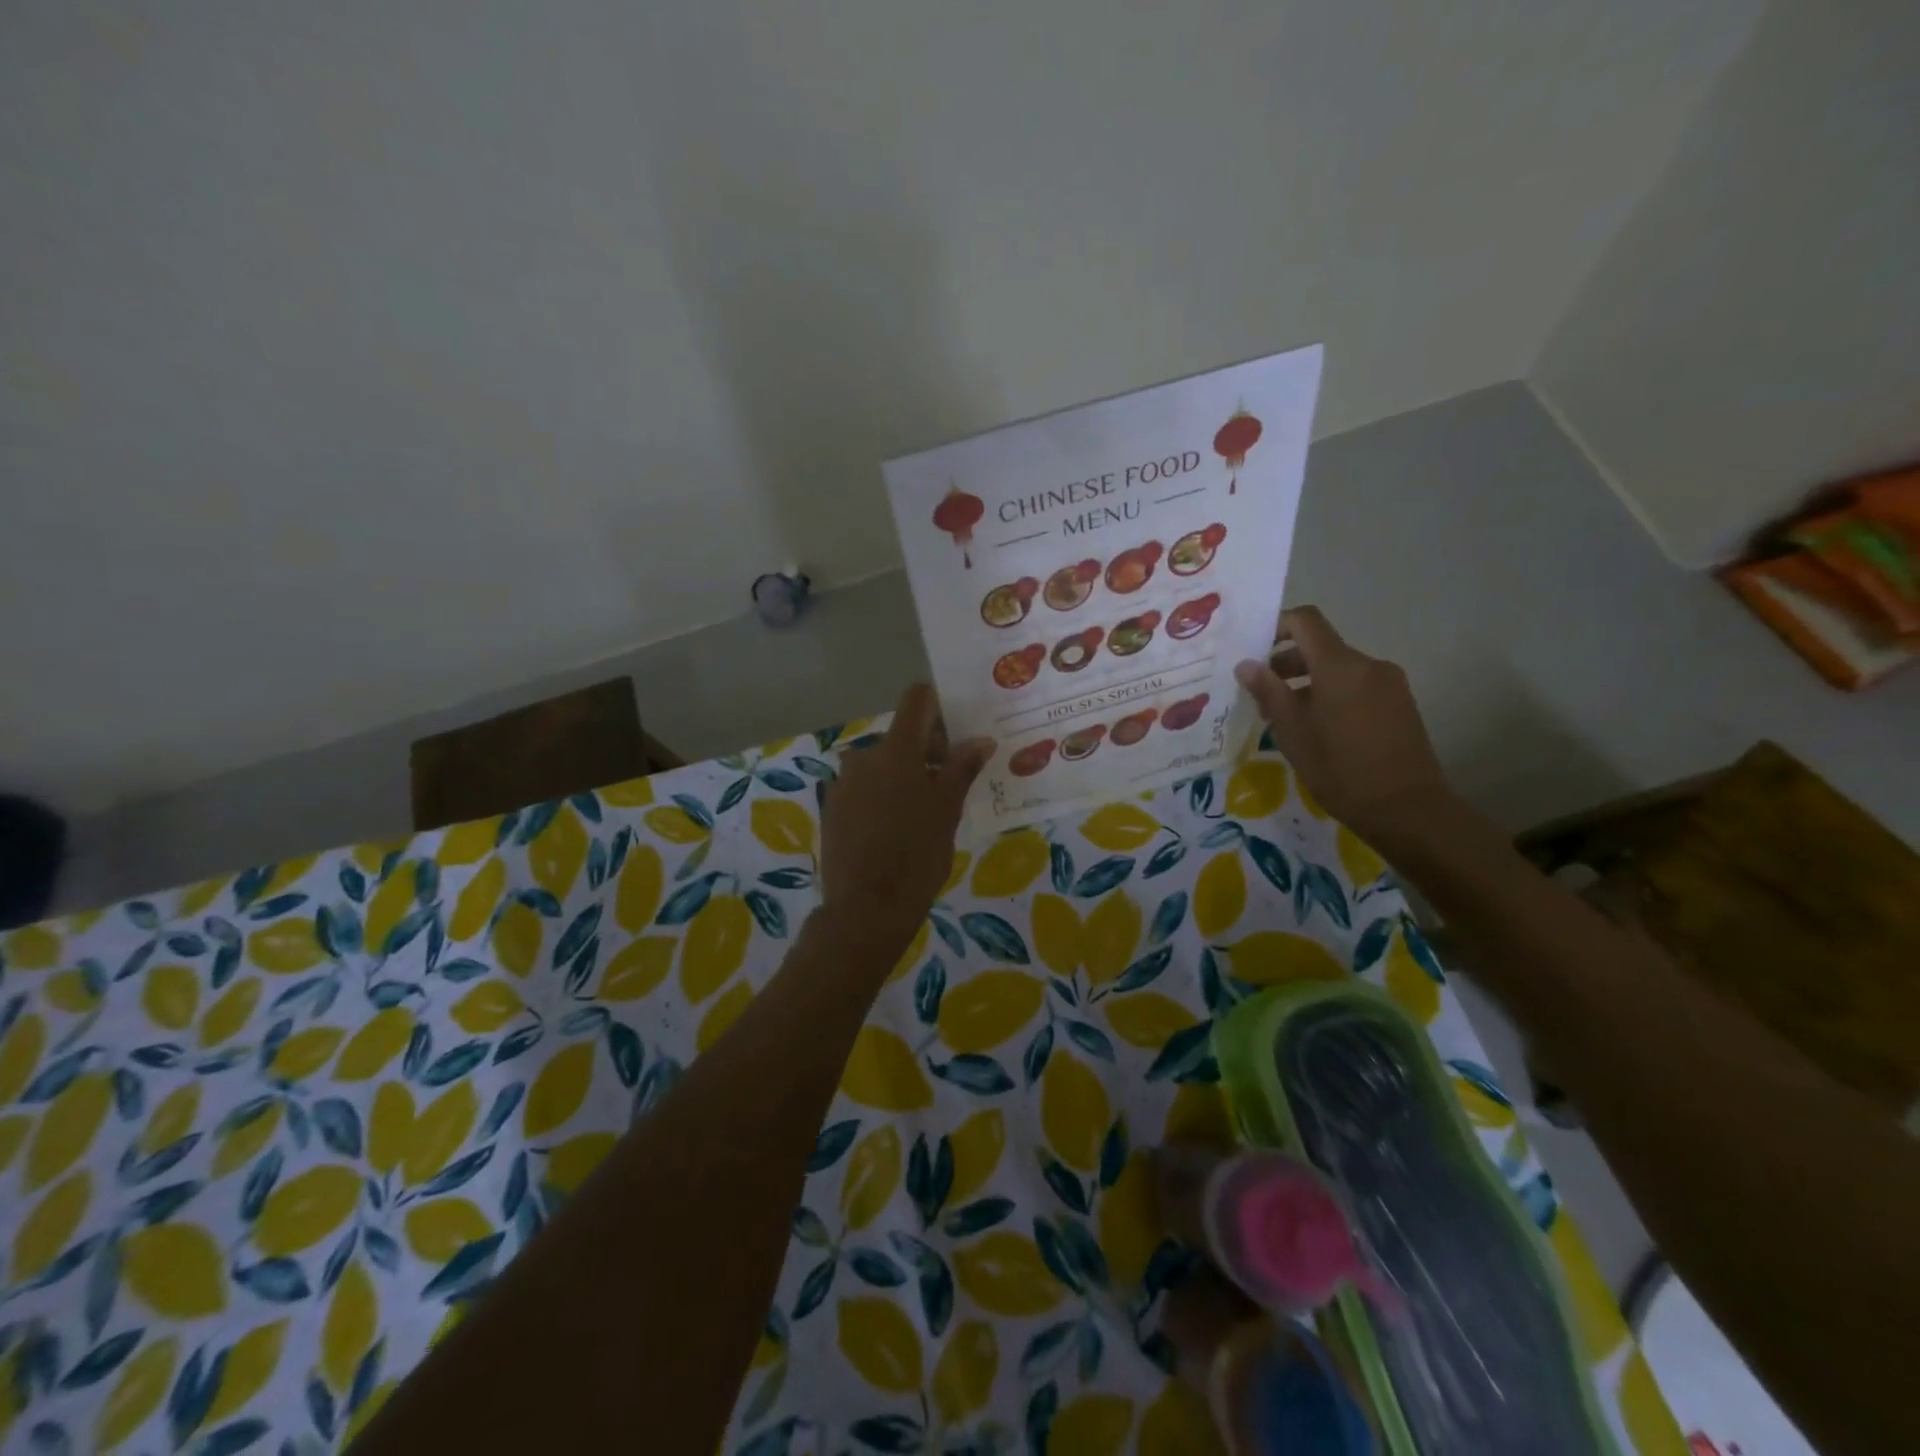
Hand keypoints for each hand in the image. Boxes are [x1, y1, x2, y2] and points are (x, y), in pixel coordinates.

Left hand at [820, 684, 991, 938]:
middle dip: (926, 752)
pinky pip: (864, 787)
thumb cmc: (917, 853)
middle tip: (948, 786)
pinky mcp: (832, 806)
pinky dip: (882, 796)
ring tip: (922, 813)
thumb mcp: (948, 809)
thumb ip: (962, 768)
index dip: (938, 708)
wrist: (866, 908)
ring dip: (903, 776)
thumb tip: (981, 739)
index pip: (916, 699)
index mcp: (896, 749)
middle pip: (901, 735)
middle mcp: (864, 755)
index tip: (955, 737)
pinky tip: (894, 829)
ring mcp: (843, 781)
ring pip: (882, 764)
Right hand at [1233, 606, 1451, 843]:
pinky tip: (1317, 728)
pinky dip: (1331, 694)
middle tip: (1260, 691)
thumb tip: (1246, 664)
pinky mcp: (1400, 704)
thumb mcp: (1293, 733)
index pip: (1306, 621)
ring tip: (1285, 715)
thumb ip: (1269, 692)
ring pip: (1339, 669)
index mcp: (1340, 666)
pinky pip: (1357, 686)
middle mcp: (1368, 665)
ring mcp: (1389, 684)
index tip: (1253, 648)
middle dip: (1287, 661)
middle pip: (1321, 646)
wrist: (1408, 808)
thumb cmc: (1341, 770)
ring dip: (1308, 681)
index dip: (1277, 625)